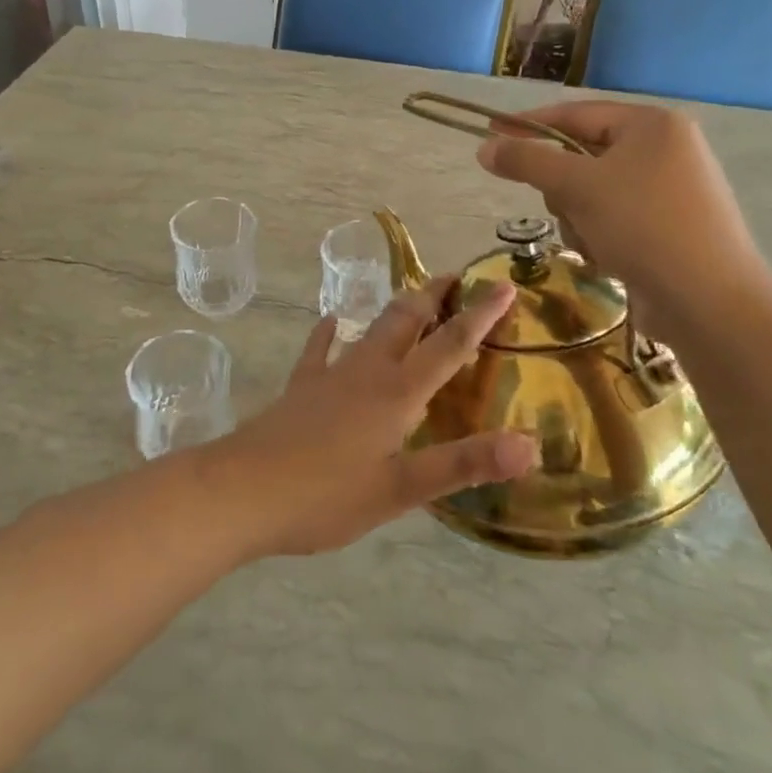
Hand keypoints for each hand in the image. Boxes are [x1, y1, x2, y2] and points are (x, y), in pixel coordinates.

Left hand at [210, 279, 538, 557]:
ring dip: (397, 310)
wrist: (242, 490)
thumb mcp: (401, 489)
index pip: (450, 344)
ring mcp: (329, 375)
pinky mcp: (301, 388)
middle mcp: (366, 371)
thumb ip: (463, 464)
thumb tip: (530, 444)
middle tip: (456, 277)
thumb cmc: (325, 495)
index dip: (480, 314)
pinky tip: (332, 322)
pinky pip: (320, 350)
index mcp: (397, 392)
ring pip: (370, 329)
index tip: (505, 284)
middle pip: (406, 320)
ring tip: (413, 298)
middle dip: (434, 296)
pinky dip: (330, 333)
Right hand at [477, 100, 771, 342]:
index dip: (528, 124)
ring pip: (593, 191)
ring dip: (579, 216)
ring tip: (592, 241)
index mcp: (652, 125)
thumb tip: (484, 148)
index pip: (575, 113)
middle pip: (582, 154)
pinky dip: (600, 234)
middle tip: (563, 207)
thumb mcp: (577, 187)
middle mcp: (666, 149)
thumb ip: (527, 161)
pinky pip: (614, 217)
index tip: (489, 133)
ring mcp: (671, 189)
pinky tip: (609, 258)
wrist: (709, 301)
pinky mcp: (670, 226)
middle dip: (564, 187)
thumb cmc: (643, 227)